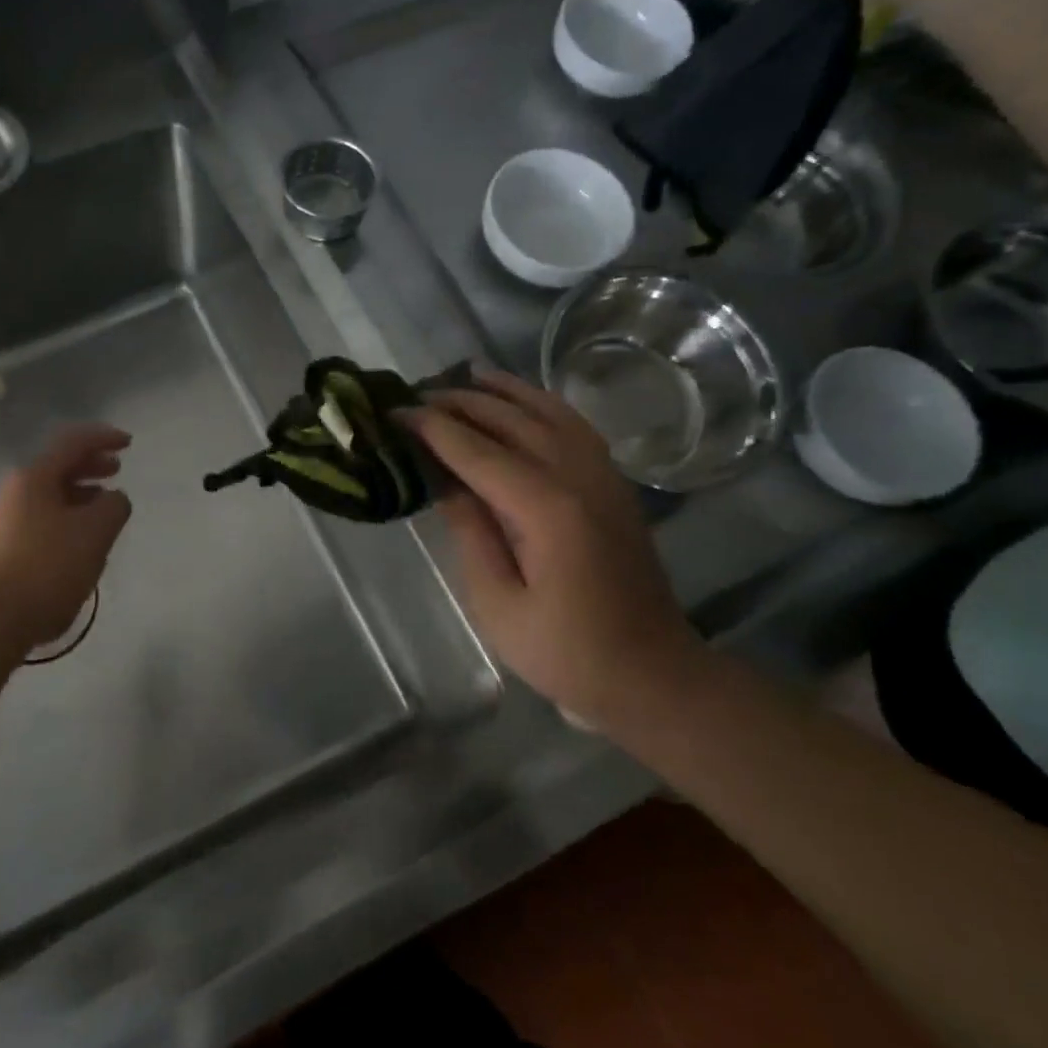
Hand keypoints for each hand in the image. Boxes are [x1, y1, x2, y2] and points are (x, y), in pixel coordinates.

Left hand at [0, 423, 132, 649]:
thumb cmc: (46, 568)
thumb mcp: (96, 532)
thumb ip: (114, 506)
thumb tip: (112, 498)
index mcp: (33, 477)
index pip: (72, 442)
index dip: (103, 438)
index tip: (128, 444)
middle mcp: (10, 493)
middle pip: (55, 468)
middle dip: (89, 467)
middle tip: (115, 472)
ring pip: (46, 498)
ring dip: (77, 497)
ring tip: (101, 513)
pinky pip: (37, 524)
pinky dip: (62, 522)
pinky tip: (76, 547)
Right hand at [400, 371, 706, 726]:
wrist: (651, 673)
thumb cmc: (566, 652)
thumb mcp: (498, 604)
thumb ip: (471, 534)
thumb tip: (445, 482)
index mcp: (547, 508)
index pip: (477, 451)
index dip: (433, 429)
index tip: (396, 413)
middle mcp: (578, 477)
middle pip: (512, 421)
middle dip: (461, 402)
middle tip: (417, 395)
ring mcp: (603, 476)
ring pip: (549, 412)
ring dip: (505, 391)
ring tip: (467, 375)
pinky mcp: (614, 485)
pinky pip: (575, 426)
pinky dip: (544, 404)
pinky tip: (523, 401)